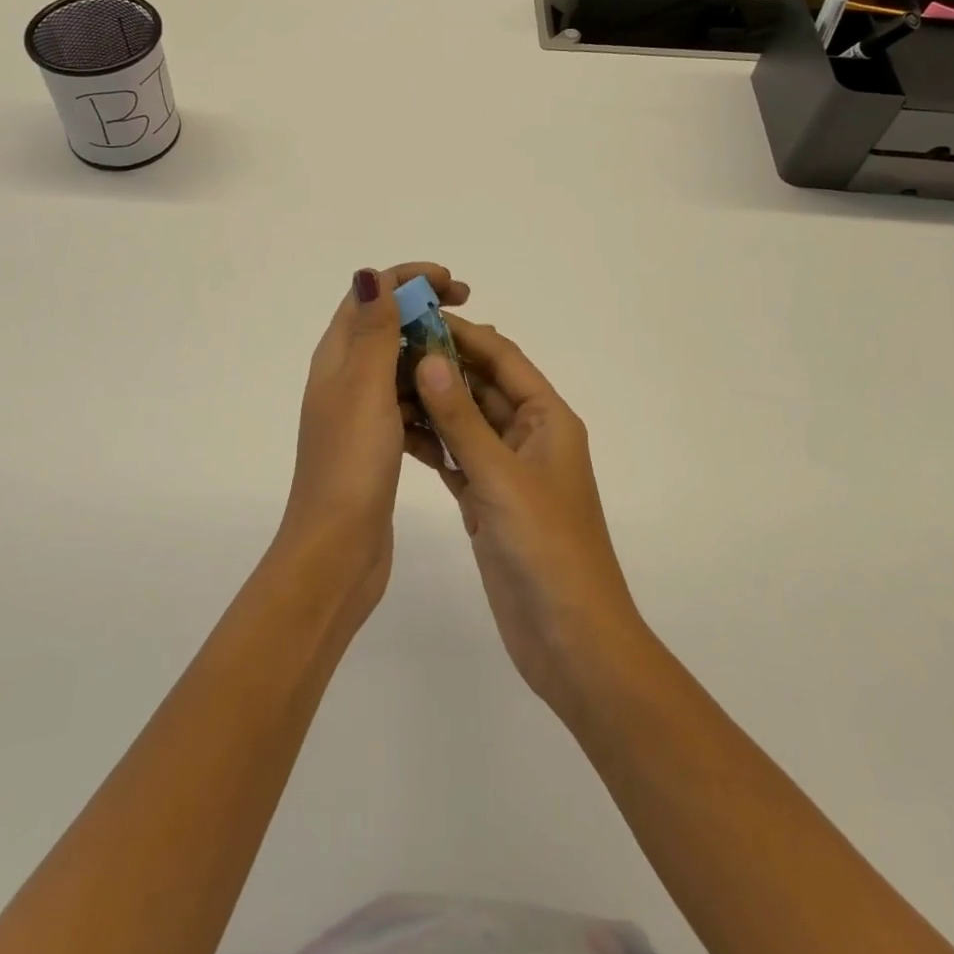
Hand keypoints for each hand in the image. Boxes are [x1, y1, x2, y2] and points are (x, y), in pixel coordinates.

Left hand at [281, 263, 470, 616]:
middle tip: (469, 309)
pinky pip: (407, 403)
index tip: (453, 285)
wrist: (337, 549)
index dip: (409, 279)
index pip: (369, 296)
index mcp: (336, 358)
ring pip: (400, 366)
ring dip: (431, 352)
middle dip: (425, 310)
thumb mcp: (364, 387)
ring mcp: (360, 413)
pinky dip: (430, 393)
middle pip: (386, 326)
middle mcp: (344, 378)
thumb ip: (372, 331)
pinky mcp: (377, 442)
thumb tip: (369, 274)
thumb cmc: (352, 462)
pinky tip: (456, 403)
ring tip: (471, 356)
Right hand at [405, 318, 645, 714]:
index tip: (418, 315)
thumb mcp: (501, 477)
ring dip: (432, 403)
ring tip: (382, 381)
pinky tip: (395, 431)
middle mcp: (529, 437)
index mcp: (548, 419)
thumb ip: (462, 420)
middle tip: (388, 346)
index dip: (464, 334)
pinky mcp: (488, 502)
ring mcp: (507, 471)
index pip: (503, 359)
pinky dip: (431, 444)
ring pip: (466, 422)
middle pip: (482, 387)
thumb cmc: (547, 548)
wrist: (570, 639)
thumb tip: (429, 359)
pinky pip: (456, 459)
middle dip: (442, 365)